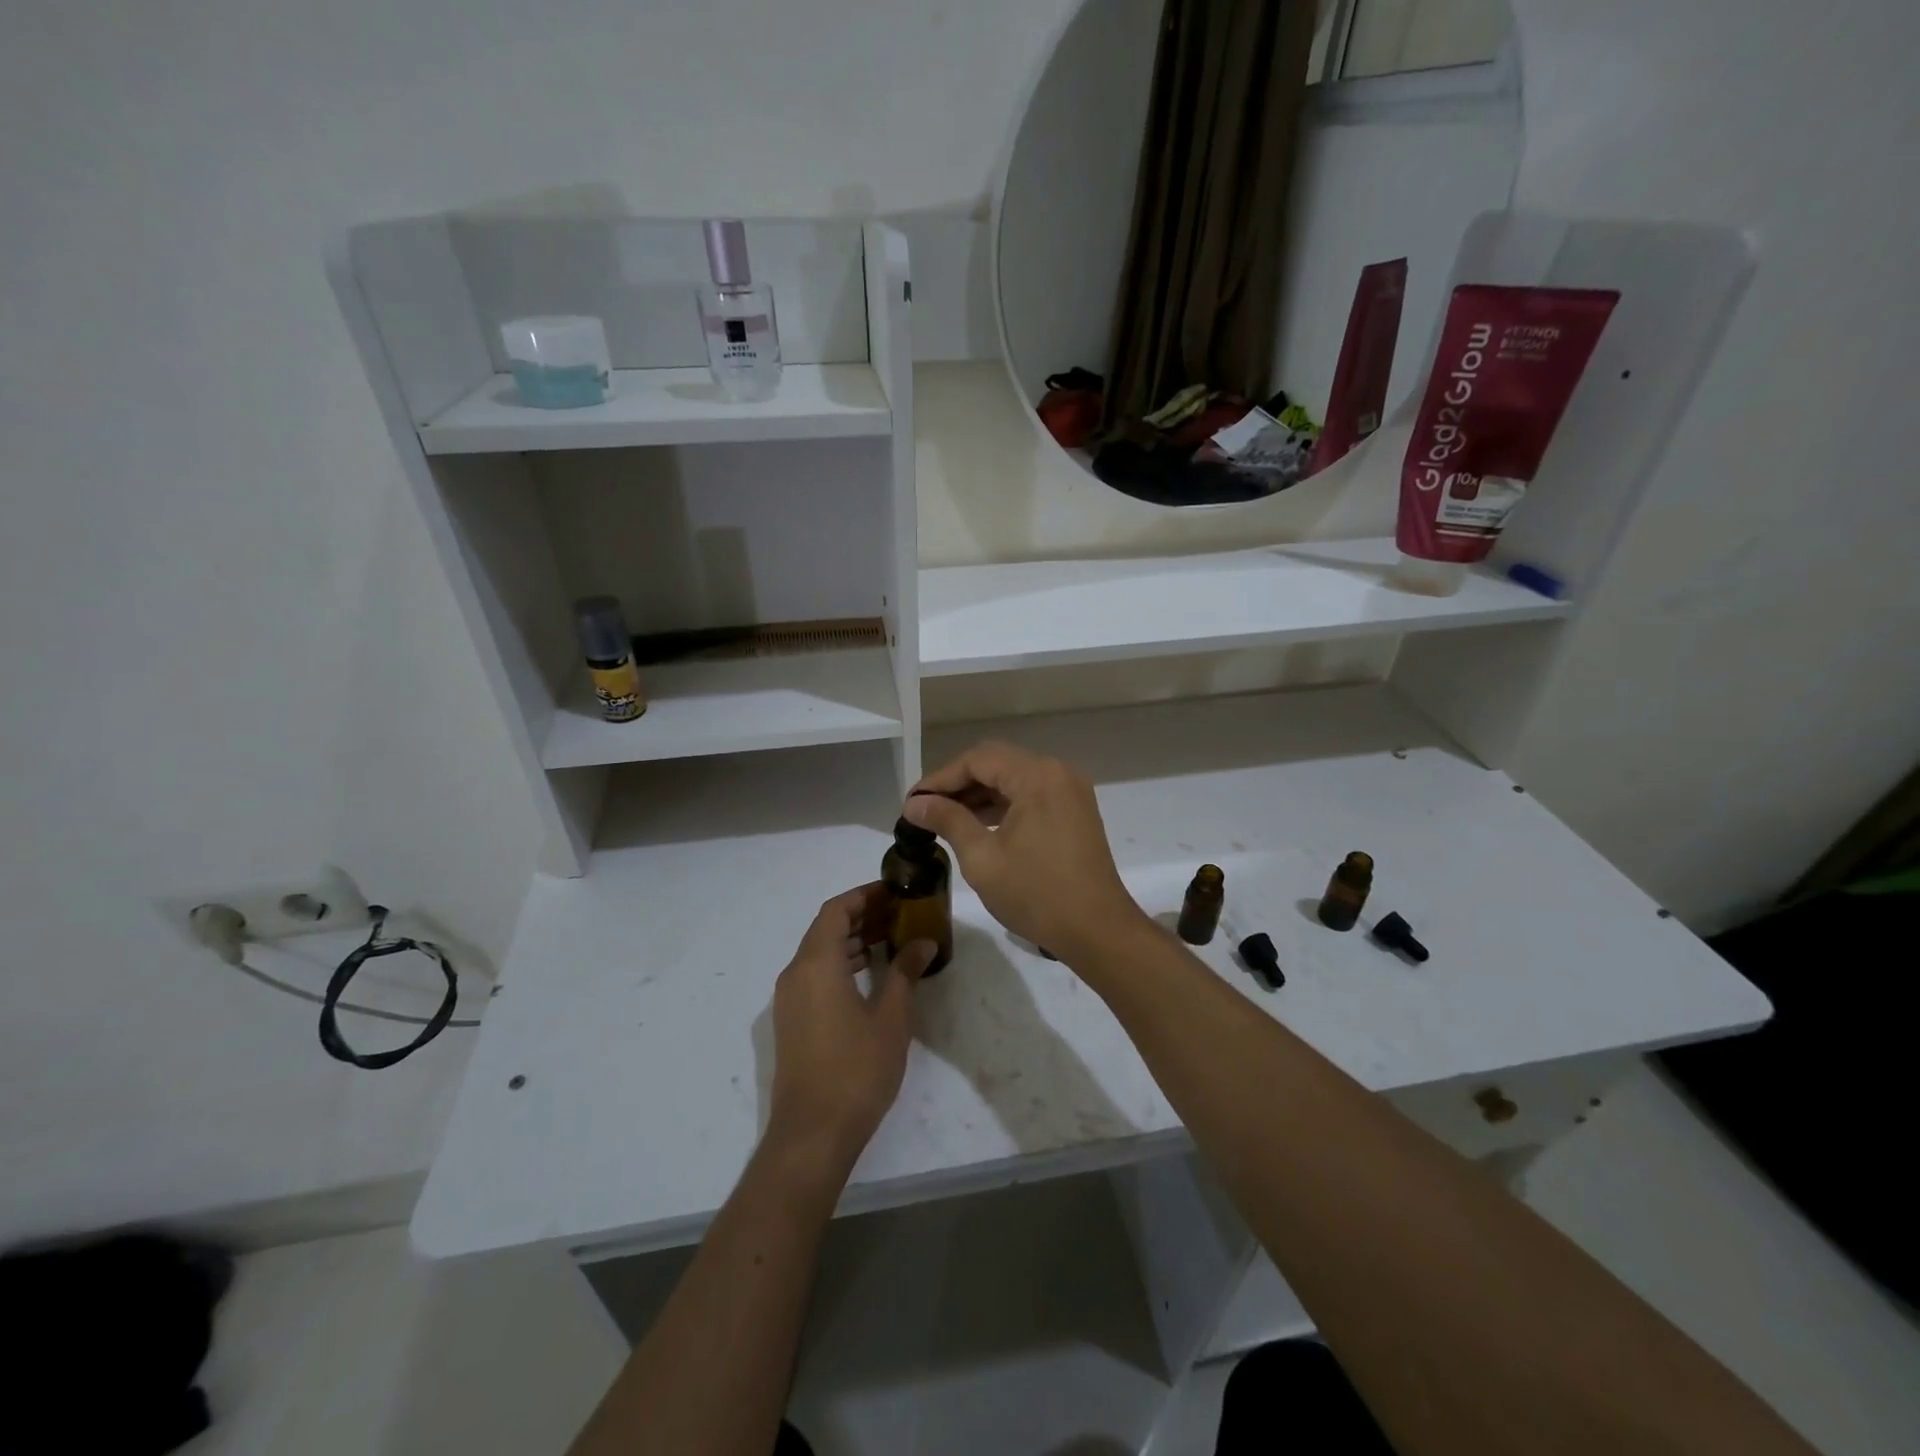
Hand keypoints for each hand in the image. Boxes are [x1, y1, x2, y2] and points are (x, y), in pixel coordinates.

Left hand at [766, 884, 932, 1176]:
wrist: (812, 1134)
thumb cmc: (856, 1069)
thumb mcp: (891, 1017)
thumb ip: (904, 972)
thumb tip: (923, 943)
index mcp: (816, 964)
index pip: (836, 909)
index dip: (864, 895)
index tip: (895, 891)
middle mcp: (796, 974)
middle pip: (826, 928)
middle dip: (861, 916)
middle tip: (900, 913)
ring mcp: (789, 999)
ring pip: (819, 952)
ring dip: (851, 940)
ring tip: (891, 939)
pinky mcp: (791, 1021)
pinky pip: (814, 975)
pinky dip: (840, 964)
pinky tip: (868, 975)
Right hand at [904, 740, 1146, 964]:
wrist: (1098, 930)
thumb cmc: (1036, 894)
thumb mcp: (982, 858)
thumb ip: (947, 821)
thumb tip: (914, 804)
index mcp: (1037, 776)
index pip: (978, 760)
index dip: (940, 778)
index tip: (911, 802)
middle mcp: (1057, 772)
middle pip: (997, 763)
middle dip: (958, 783)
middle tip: (924, 809)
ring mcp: (1070, 790)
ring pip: (1014, 778)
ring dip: (980, 794)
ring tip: (943, 818)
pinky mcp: (1075, 810)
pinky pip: (1031, 794)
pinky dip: (1003, 805)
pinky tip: (977, 824)